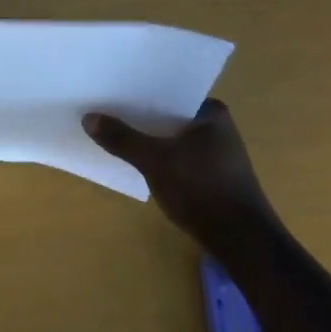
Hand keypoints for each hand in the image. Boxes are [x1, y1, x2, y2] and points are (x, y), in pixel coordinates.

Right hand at [83, 98, 273, 244]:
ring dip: (147, 137)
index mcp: (211, 112)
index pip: (169, 91)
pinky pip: (176, 156)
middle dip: (139, 115)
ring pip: (170, 137)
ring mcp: (215, 153)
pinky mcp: (211, 176)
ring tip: (113, 131)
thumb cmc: (203, 190)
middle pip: (167, 114)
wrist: (243, 243)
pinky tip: (135, 160)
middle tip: (104, 108)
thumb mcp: (155, 161)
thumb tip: (88, 117)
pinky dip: (157, 156)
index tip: (111, 88)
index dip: (139, 90)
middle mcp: (217, 127)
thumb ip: (122, 139)